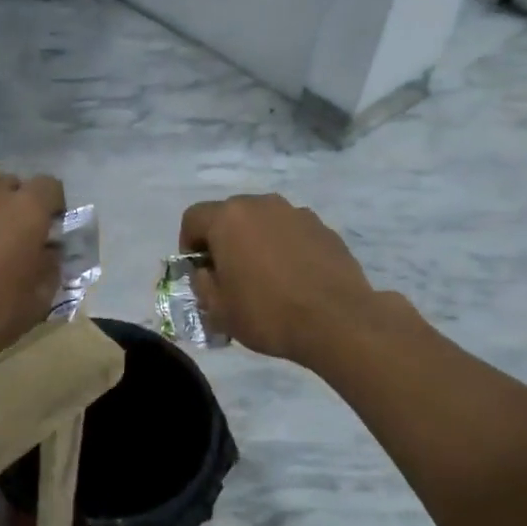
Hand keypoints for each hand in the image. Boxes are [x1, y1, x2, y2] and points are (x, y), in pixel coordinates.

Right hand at [178, 194, 377, 366]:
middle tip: (230, 275)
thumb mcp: (218, 309)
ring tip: (266, 278)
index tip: (199, 272)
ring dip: (257, 242)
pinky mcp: (325, 229)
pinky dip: (286, 248)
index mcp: (229, 218)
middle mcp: (262, 204)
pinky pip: (292, 233)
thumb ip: (202, 283)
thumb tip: (206, 272)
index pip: (193, 218)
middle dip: (224, 241)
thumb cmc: (268, 313)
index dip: (188, 244)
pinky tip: (295, 279)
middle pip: (230, 215)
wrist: (338, 321)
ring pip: (264, 222)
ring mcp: (297, 213)